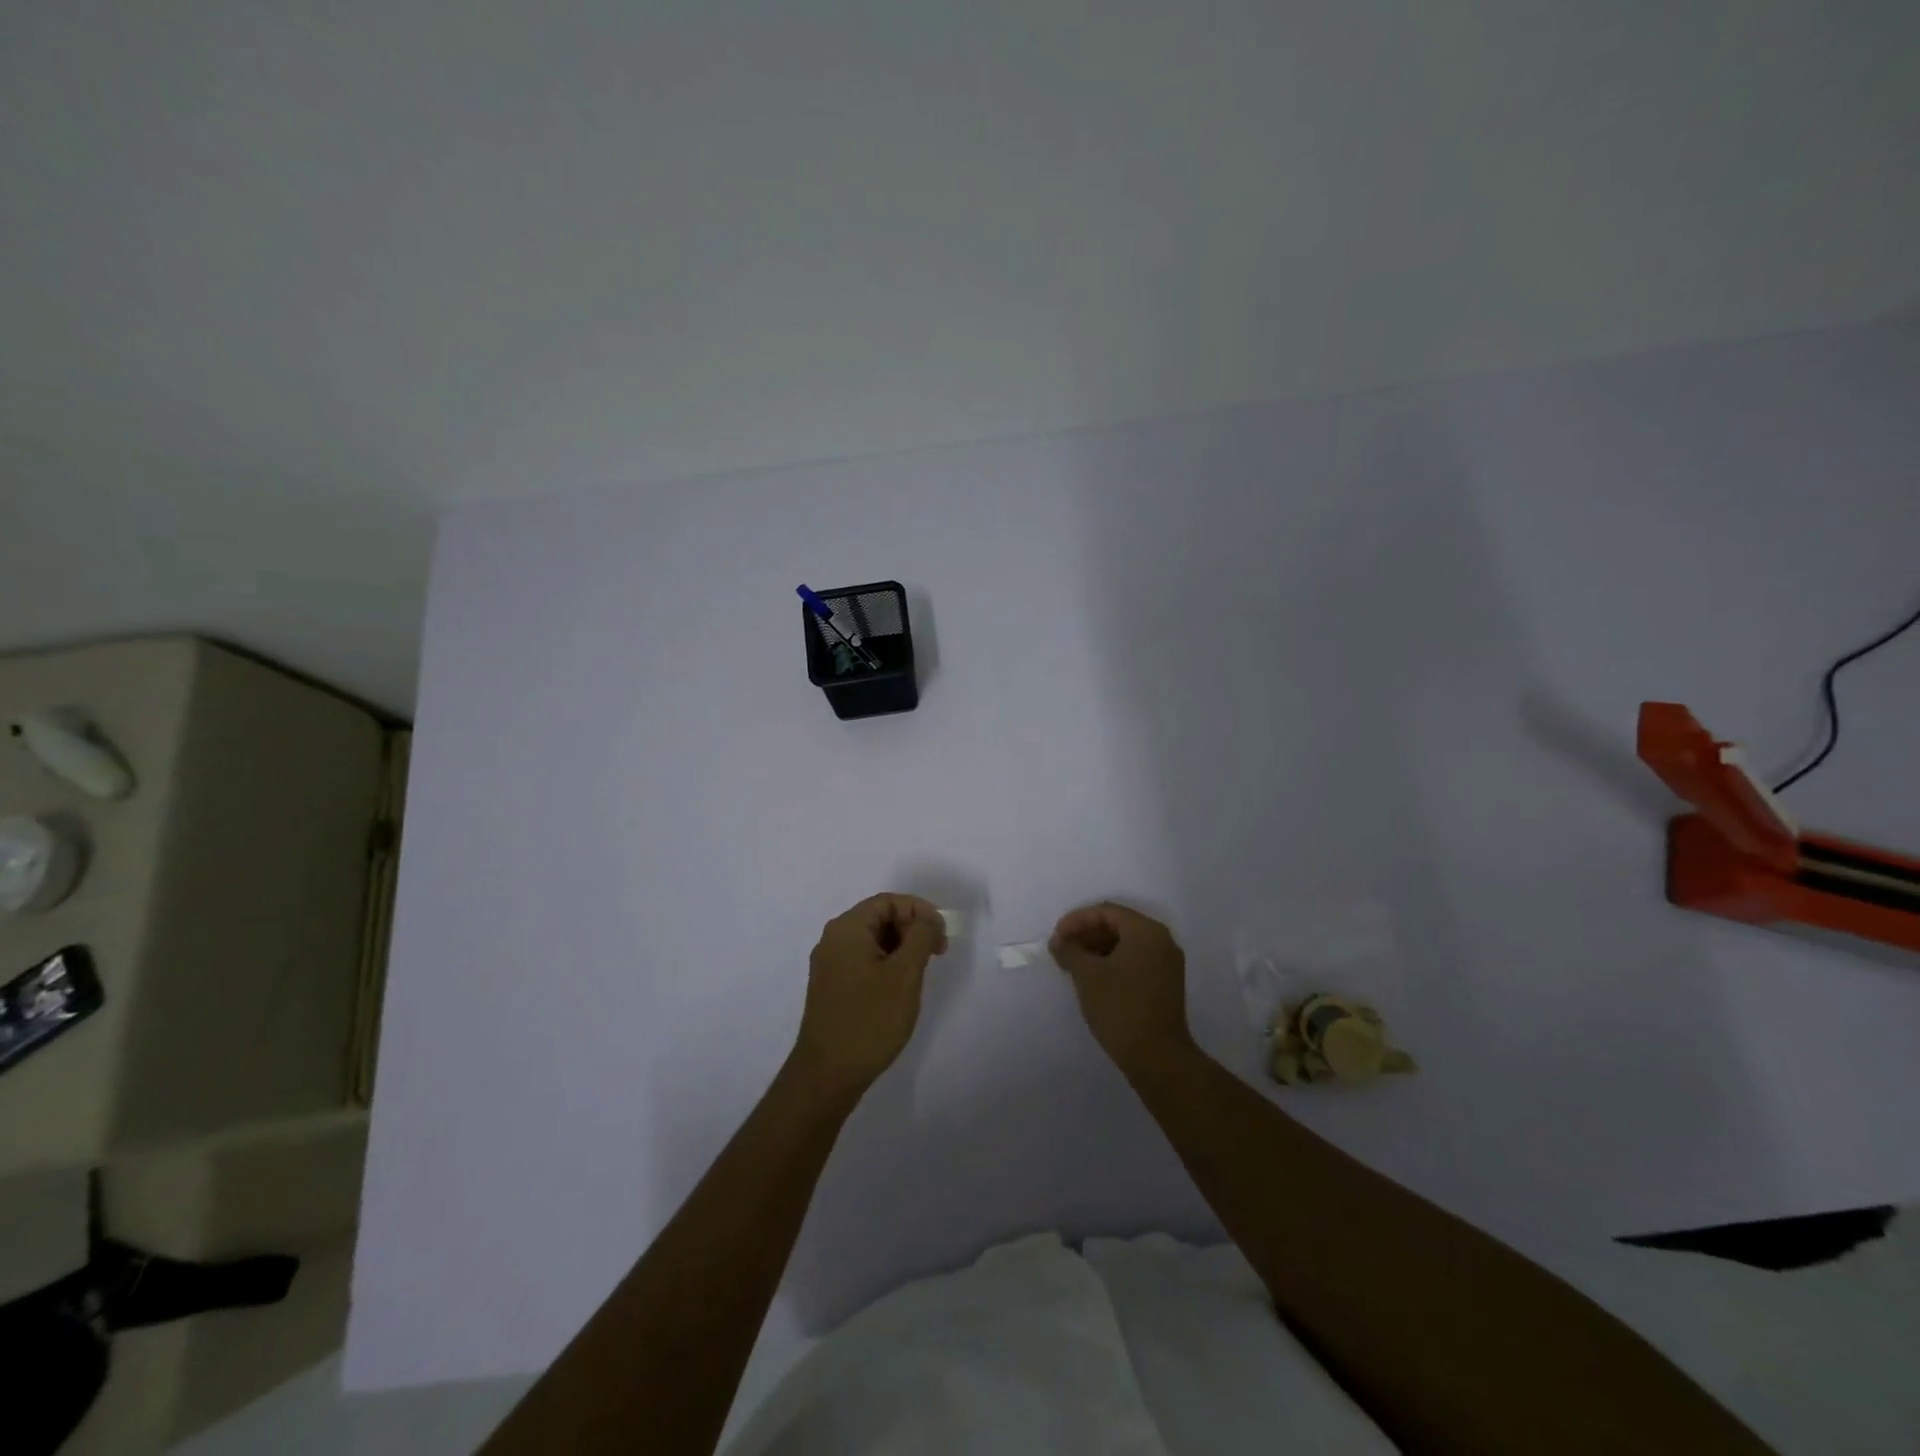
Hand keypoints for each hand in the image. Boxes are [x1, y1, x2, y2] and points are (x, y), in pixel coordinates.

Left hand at [795, 893, 948, 1096]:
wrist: (827, 1074)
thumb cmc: (870, 1019)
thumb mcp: (905, 974)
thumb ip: (921, 937)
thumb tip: (928, 919)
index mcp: (847, 929)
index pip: (888, 902)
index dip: (919, 910)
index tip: (942, 934)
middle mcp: (833, 940)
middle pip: (879, 918)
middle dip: (911, 928)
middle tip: (937, 953)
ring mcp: (829, 965)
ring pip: (872, 941)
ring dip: (901, 947)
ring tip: (922, 971)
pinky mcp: (831, 987)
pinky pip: (863, 960)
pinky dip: (886, 963)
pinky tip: (901, 987)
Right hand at [1050, 902, 1193, 1073]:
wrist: (1157, 1058)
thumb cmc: (1120, 1008)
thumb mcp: (1087, 975)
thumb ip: (1070, 950)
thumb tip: (1059, 942)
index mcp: (1146, 931)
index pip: (1106, 912)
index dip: (1076, 920)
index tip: (1056, 937)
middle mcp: (1161, 940)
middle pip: (1117, 925)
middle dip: (1086, 934)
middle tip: (1062, 949)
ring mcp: (1166, 963)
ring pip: (1126, 944)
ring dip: (1097, 948)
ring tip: (1072, 964)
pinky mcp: (1165, 983)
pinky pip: (1134, 960)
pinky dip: (1111, 962)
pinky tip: (1092, 977)